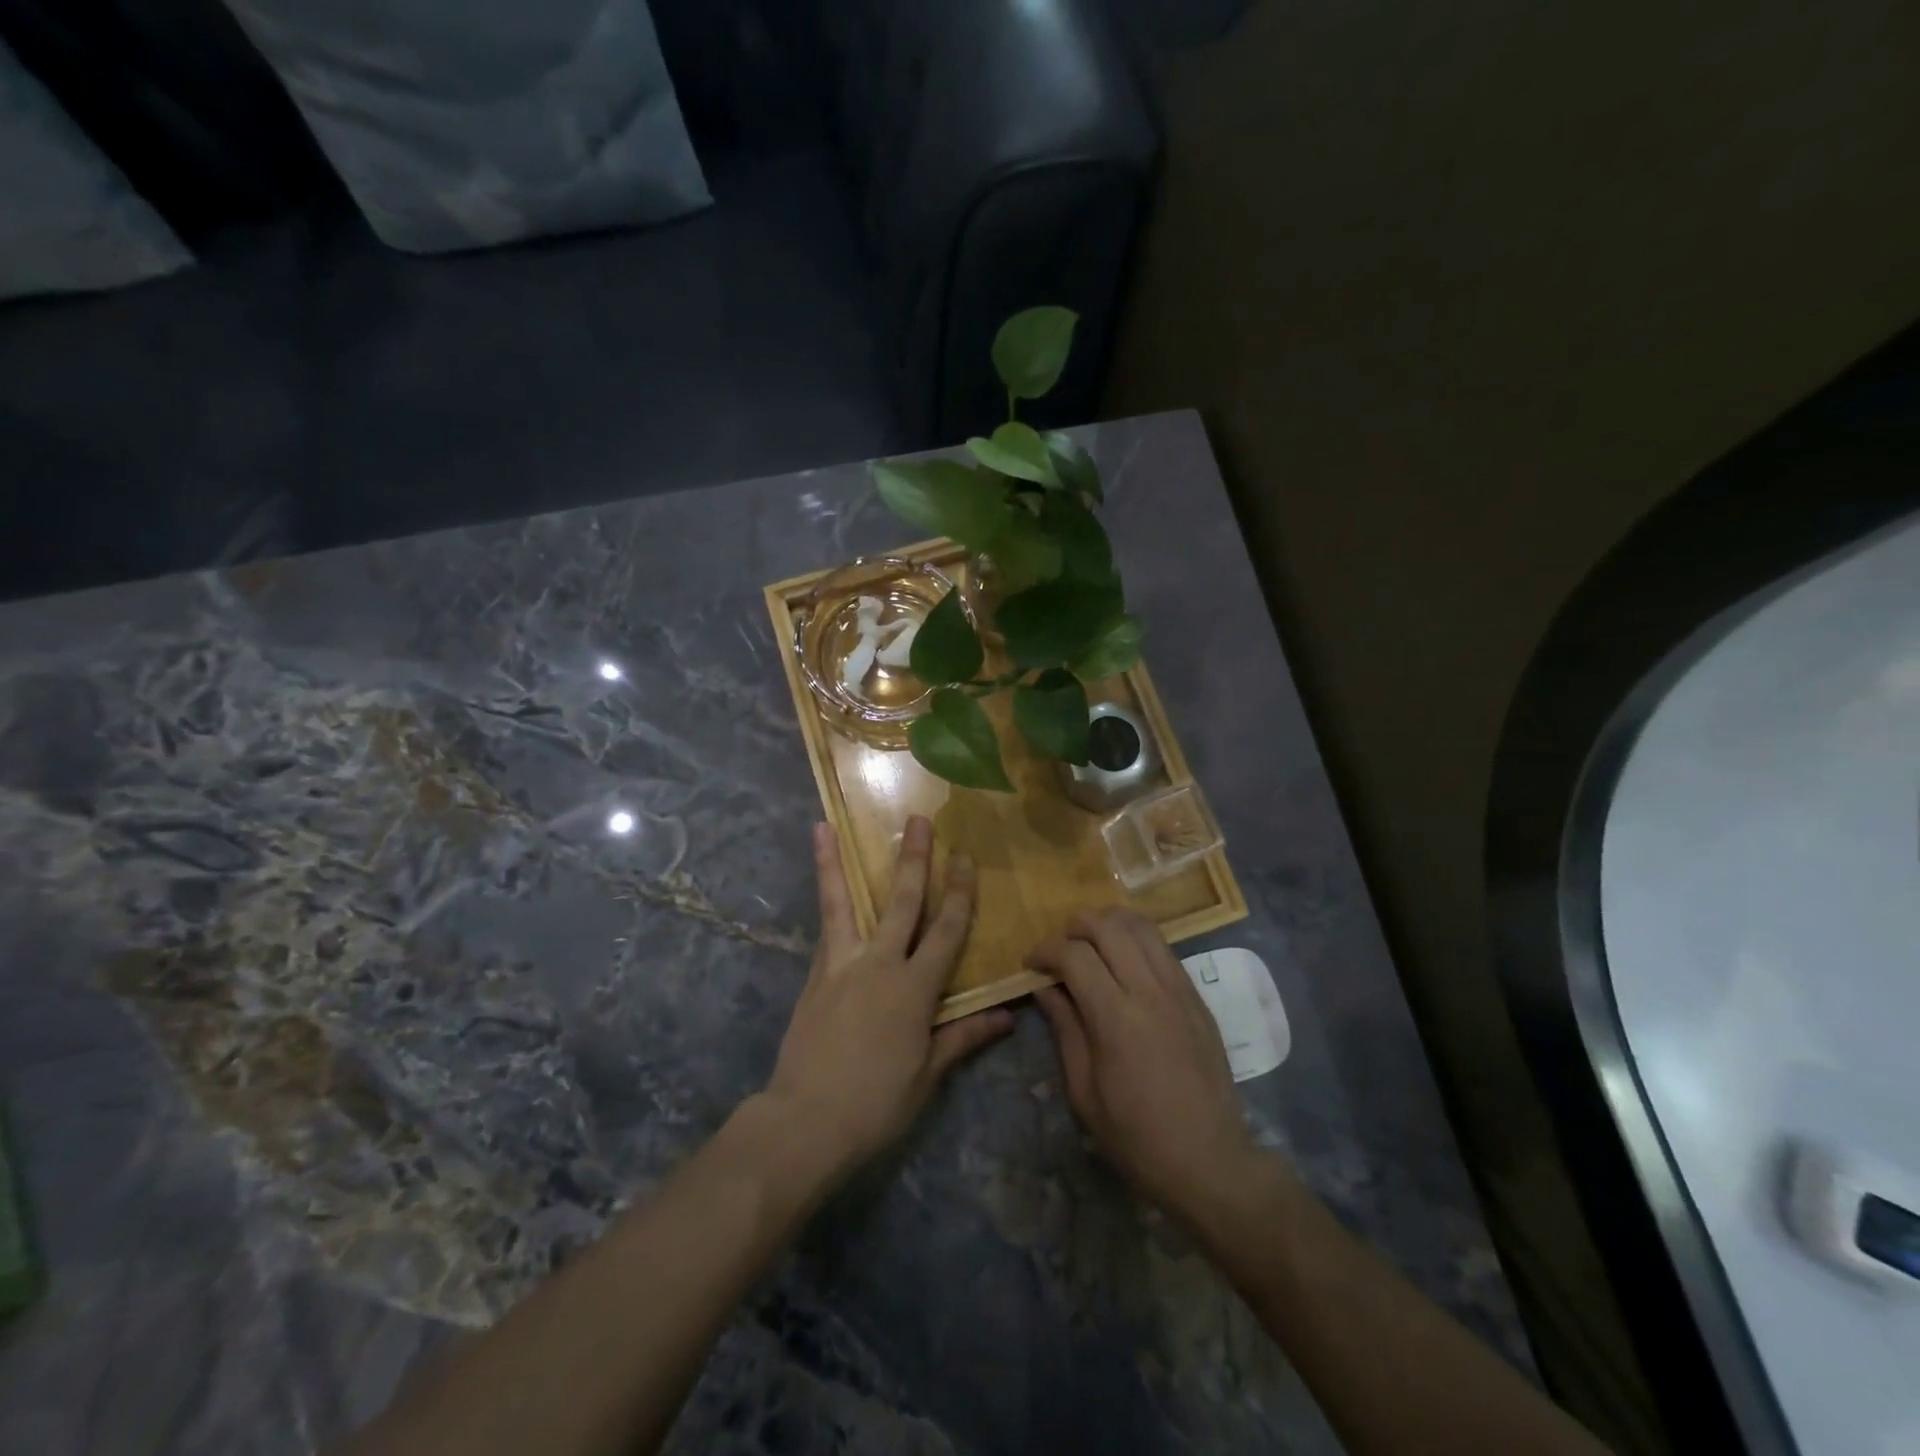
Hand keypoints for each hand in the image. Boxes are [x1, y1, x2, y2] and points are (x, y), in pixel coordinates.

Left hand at [762, 816, 1012, 1183]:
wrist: (805, 1121)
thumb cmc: (876, 1103)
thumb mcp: (926, 1074)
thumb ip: (963, 1037)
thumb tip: (1008, 1017)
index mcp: (914, 989)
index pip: (946, 931)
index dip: (959, 893)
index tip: (964, 857)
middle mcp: (879, 965)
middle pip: (901, 903)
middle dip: (914, 860)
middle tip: (917, 819)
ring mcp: (841, 966)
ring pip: (842, 903)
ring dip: (836, 863)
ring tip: (824, 826)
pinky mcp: (814, 976)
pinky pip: (824, 929)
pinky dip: (822, 902)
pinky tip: (821, 882)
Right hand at [1028, 909, 1259, 1222]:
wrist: (1209, 1161)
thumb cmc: (1136, 1137)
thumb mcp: (1084, 1092)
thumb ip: (1065, 1030)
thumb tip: (1046, 989)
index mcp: (1116, 1018)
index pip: (1075, 955)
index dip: (1046, 950)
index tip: (1031, 964)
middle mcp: (1150, 992)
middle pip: (1109, 927)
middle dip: (1076, 926)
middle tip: (1060, 949)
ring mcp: (1180, 990)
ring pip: (1142, 927)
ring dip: (1109, 924)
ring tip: (1092, 944)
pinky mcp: (1198, 997)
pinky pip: (1164, 948)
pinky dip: (1137, 940)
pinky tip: (1124, 962)